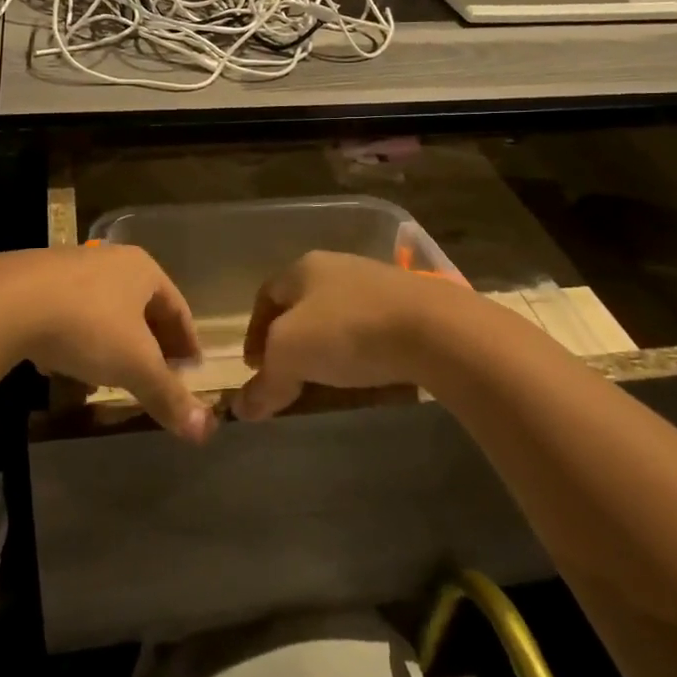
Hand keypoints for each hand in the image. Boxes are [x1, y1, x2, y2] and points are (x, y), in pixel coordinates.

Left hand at [0, 246, 215, 444]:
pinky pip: (70, 316)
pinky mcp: (36, 283)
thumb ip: (169, 395)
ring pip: (104, 313)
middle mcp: (110, 261)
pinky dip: (79, 344)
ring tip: (111, 381)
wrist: (9, 302)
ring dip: (113, 346)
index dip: (187, 343)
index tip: (191, 371)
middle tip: (156, 377)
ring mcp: (71, 268)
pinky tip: (68, 371)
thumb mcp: (135, 365)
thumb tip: (206, 431)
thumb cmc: (88, 325)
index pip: (178, 308)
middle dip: (150, 346)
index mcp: (143, 270)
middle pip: (141, 309)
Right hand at [234, 252, 466, 421]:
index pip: (266, 295)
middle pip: (303, 305)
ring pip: (339, 317)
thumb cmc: (347, 331)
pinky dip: (361, 353)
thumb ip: (264, 383)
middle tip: (288, 376)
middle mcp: (338, 267)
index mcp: (304, 268)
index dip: (254, 331)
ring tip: (326, 382)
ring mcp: (378, 284)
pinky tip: (366, 377)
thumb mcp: (289, 356)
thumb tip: (241, 409)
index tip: (255, 367)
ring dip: (327, 348)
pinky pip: (373, 330)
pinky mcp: (412, 306)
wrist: (434, 329)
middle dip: (291, 341)